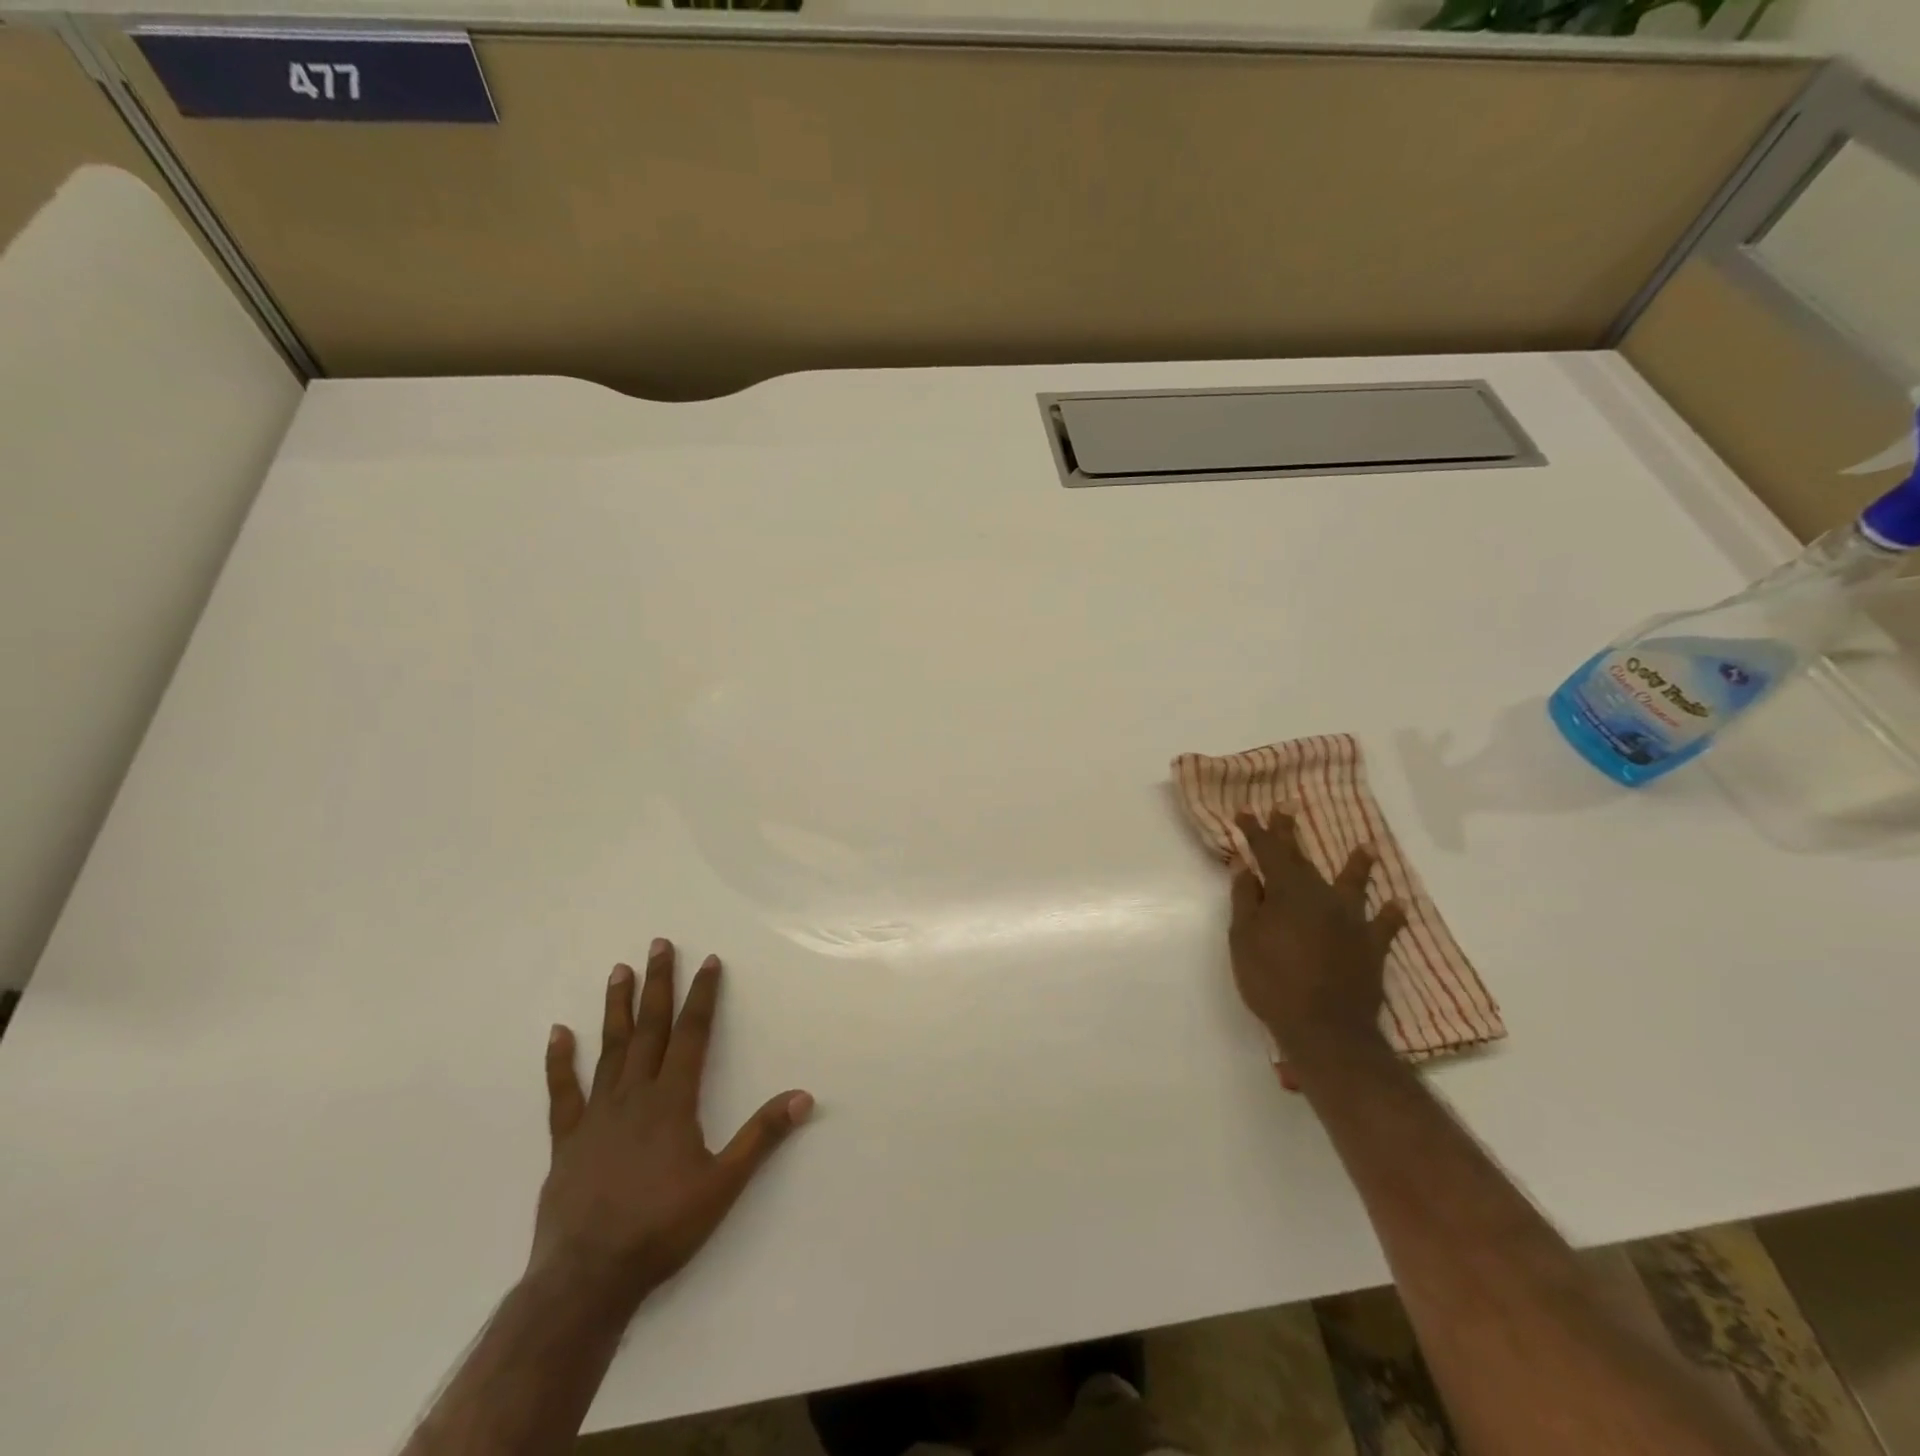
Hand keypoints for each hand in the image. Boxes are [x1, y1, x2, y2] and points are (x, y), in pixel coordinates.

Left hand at [531, 939, 812, 1309]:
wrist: (587, 1279)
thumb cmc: (661, 1228)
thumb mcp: (723, 1185)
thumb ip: (762, 1137)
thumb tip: (804, 1096)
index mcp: (672, 1100)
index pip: (692, 1034)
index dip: (702, 995)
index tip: (708, 961)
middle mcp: (634, 1095)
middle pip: (650, 1028)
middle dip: (658, 984)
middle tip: (658, 945)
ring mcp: (596, 1115)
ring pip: (610, 1048)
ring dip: (617, 1008)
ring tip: (619, 970)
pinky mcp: (567, 1140)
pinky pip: (562, 1093)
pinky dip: (559, 1062)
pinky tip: (558, 1032)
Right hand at [1228, 811, 1406, 1064]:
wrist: (1325, 1028)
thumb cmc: (1272, 981)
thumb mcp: (1244, 939)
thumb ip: (1246, 900)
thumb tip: (1246, 867)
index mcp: (1287, 892)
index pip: (1269, 852)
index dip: (1257, 831)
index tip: (1246, 812)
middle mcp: (1322, 897)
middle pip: (1304, 860)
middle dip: (1291, 835)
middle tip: (1286, 810)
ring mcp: (1351, 921)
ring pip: (1353, 885)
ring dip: (1357, 865)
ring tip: (1366, 847)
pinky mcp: (1371, 947)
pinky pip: (1384, 926)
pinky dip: (1391, 914)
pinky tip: (1398, 905)